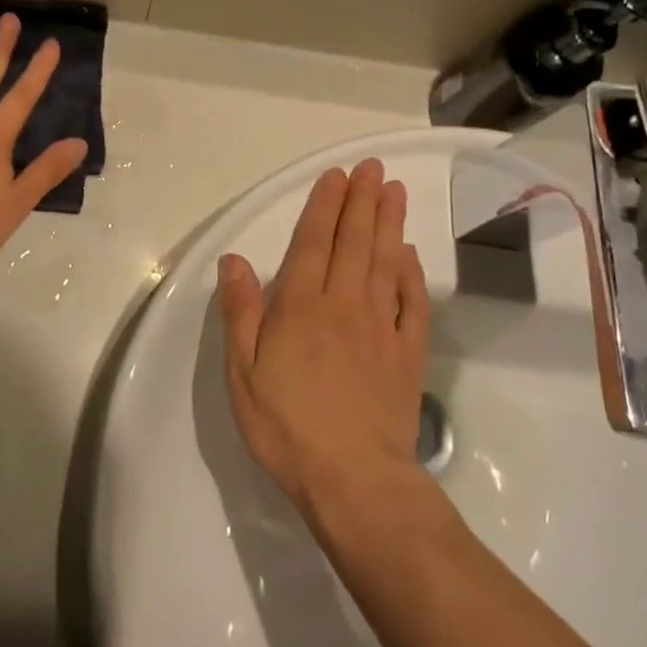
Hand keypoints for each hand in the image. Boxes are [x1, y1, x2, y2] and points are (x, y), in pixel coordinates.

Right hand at [218, 158, 431, 512]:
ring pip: (385, 261)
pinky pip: (412, 301)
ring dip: (389, 223)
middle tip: (371, 168)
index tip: (336, 175)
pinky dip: (412, 273)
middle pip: (354, 241)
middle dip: (361, 200)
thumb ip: (240, 311)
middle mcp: (344, 303)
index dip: (324, 205)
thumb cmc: (286, 426)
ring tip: (394, 190)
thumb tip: (234, 259)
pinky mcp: (407, 352)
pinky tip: (410, 254)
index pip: (313, 242)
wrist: (353, 478)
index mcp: (301, 306)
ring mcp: (381, 326)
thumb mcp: (242, 372)